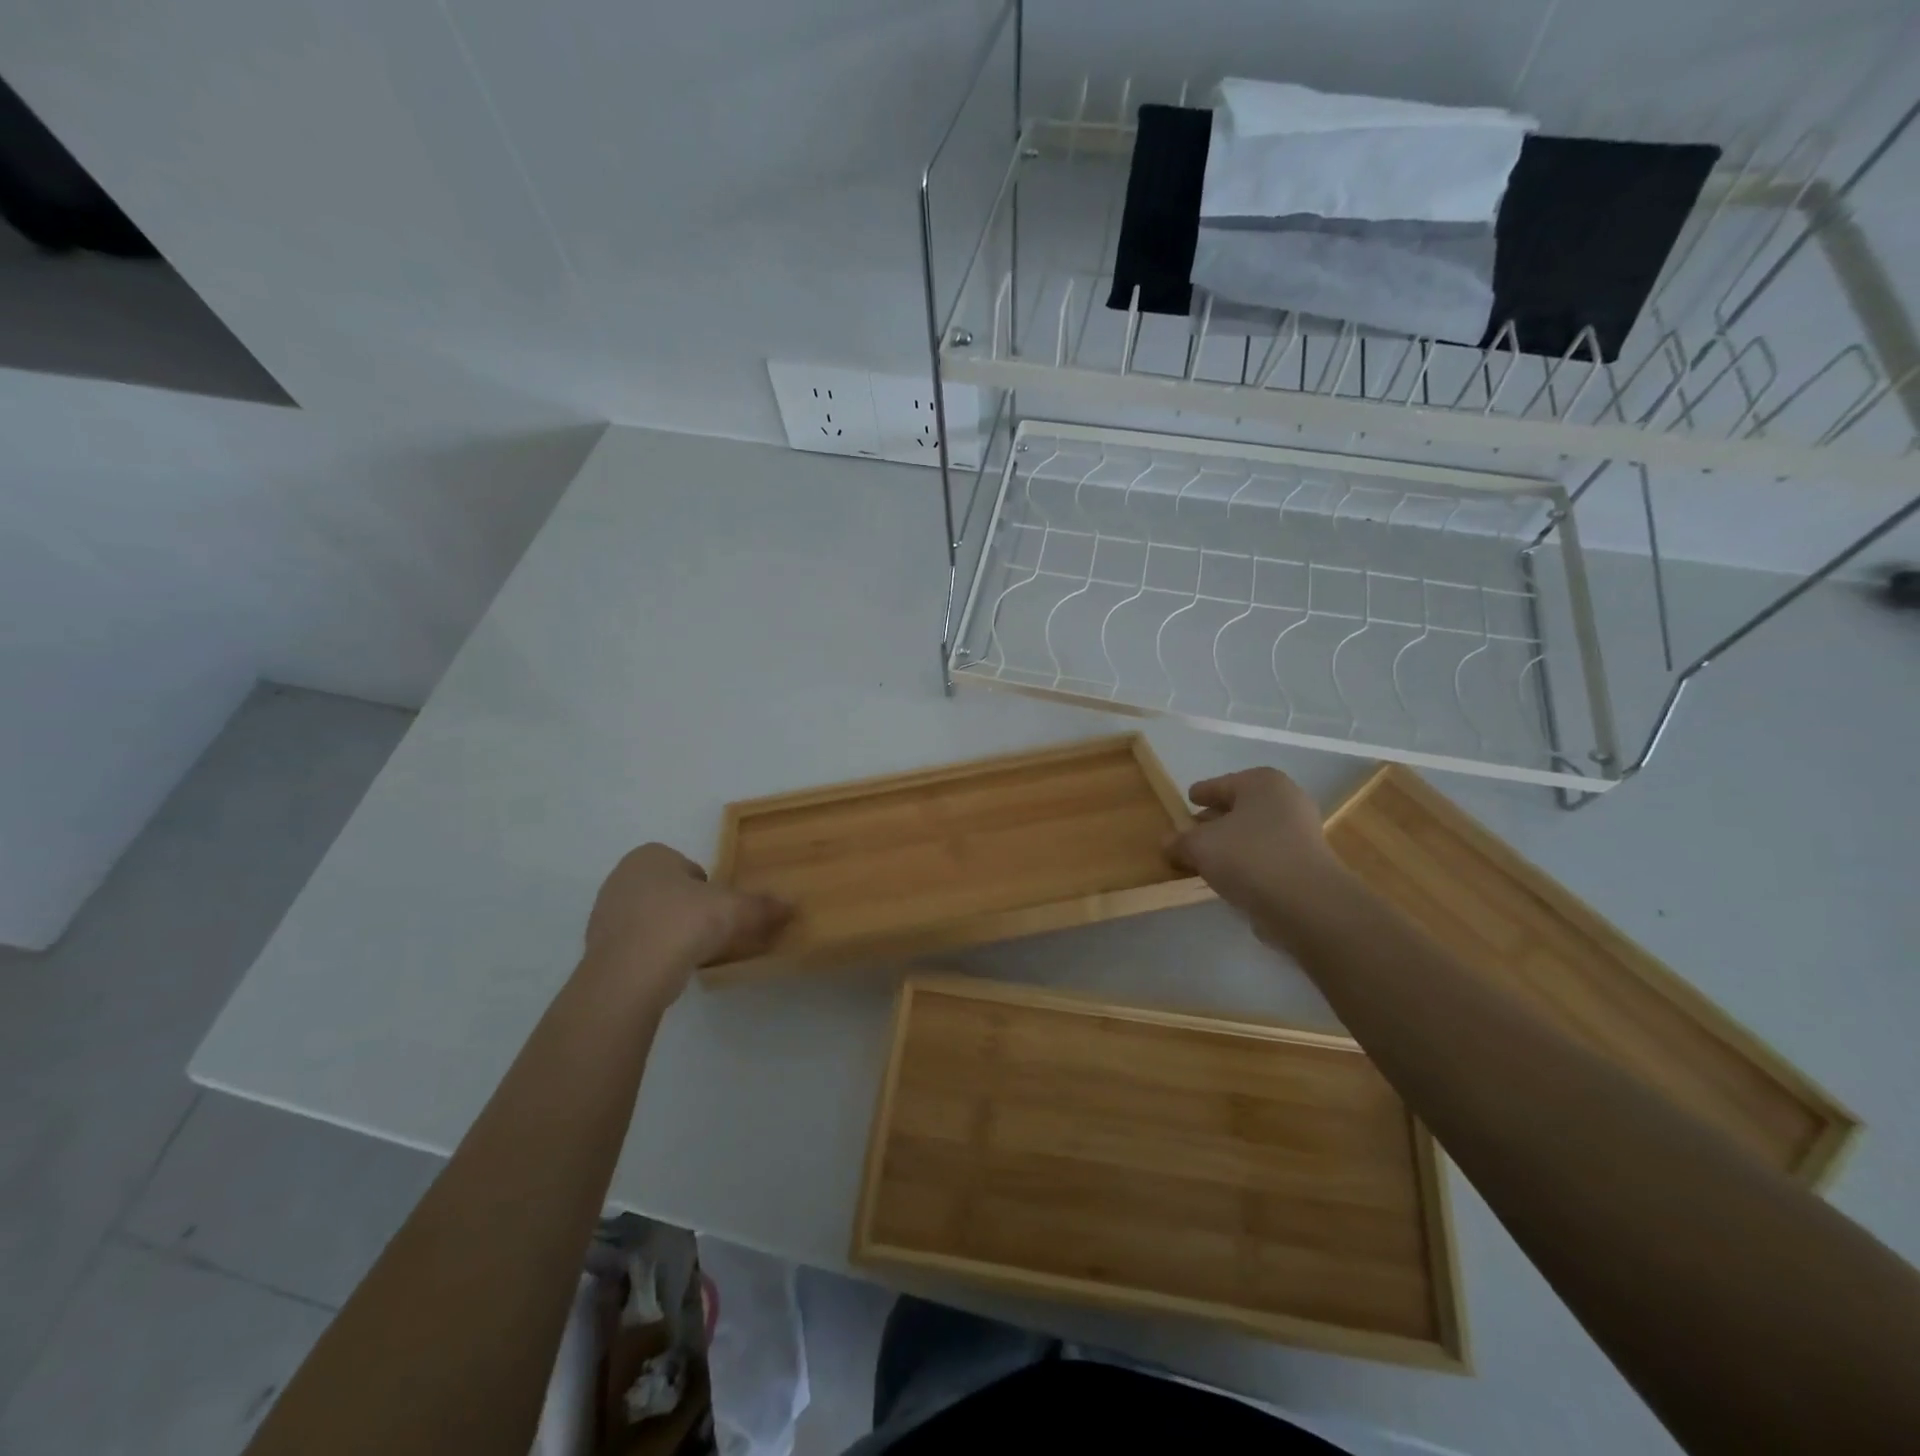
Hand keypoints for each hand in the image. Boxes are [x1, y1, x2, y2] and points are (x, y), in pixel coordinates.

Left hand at [583, 844, 791, 1003]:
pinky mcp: (598, 947)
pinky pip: (636, 943)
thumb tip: (791, 906)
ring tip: (692, 953)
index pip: (689, 867)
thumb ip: (762, 906)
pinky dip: (653, 952)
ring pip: (651, 917)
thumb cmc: (682, 923)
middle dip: (689, 908)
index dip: (709, 888)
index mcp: (650, 856)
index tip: (721, 910)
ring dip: (671, 930)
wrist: (629, 975)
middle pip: (670, 890)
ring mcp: (605, 912)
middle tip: (711, 931)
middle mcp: (622, 876)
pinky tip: (669, 968)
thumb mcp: (734, 910)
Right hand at [1166, 769, 1348, 945]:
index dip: (1202, 792)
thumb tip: (1167, 843)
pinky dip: (1248, 861)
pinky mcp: (1307, 864)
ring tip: (1206, 859)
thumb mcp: (1199, 846)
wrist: (1306, 903)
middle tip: (1192, 832)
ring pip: (1254, 832)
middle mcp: (1286, 800)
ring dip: (1231, 843)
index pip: (1222, 783)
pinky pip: (1267, 855)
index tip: (1188, 799)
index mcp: (1262, 783)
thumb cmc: (1248, 856)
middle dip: (1215, 820)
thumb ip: (1180, 841)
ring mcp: (1302, 832)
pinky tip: (1230, 877)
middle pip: (1240, 807)